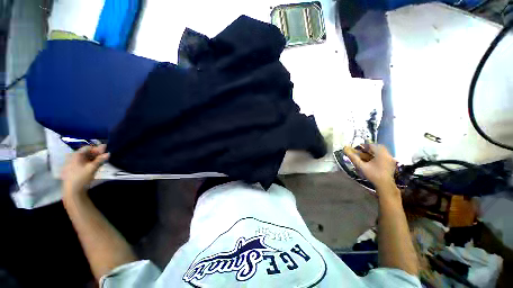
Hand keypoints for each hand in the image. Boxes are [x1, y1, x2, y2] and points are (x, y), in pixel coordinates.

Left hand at [61, 144, 109, 198]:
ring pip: (84, 158)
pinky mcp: (72, 170)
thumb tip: (108, 153)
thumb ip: (100, 160)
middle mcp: (72, 158)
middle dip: (95, 154)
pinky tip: (94, 166)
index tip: (105, 151)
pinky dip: (89, 163)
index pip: (87, 148)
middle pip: (85, 153)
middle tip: (104, 156)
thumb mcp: (92, 168)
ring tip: (100, 161)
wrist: (72, 191)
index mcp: (75, 155)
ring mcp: (71, 164)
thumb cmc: (81, 177)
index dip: (97, 148)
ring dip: (93, 158)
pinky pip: (81, 163)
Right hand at [345, 144, 396, 188]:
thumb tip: (345, 149)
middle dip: (368, 148)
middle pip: (377, 147)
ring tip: (366, 155)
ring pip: (381, 151)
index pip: (371, 145)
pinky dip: (377, 156)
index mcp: (380, 153)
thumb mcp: (361, 166)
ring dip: (373, 152)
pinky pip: (384, 156)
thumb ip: (353, 157)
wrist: (384, 185)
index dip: (363, 146)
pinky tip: (372, 160)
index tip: (357, 149)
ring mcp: (390, 159)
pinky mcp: (391, 163)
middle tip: (361, 151)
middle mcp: (387, 154)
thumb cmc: (373, 174)